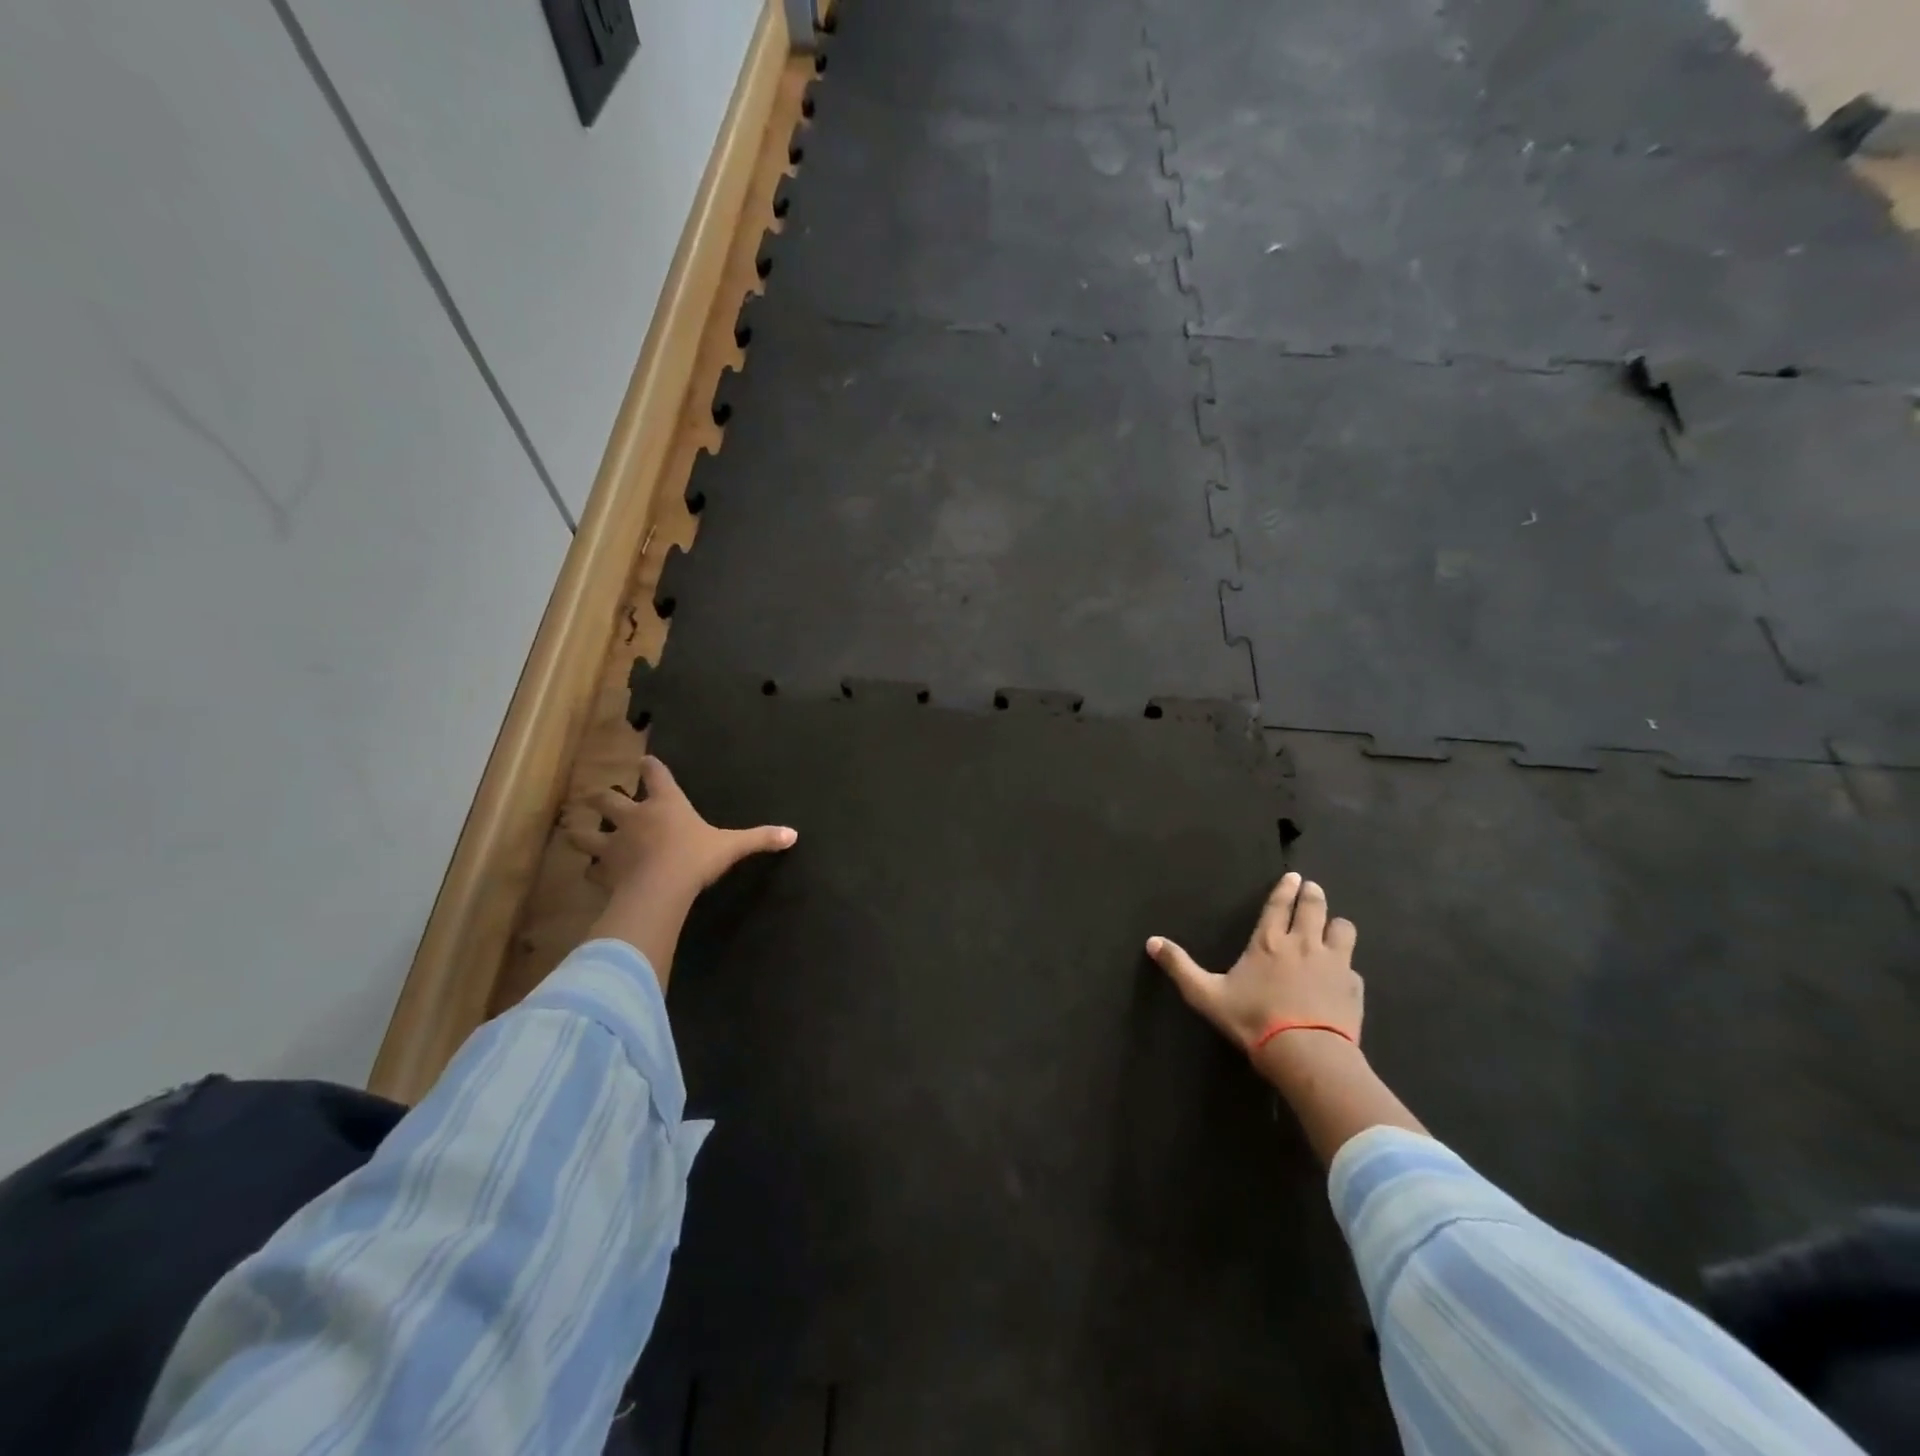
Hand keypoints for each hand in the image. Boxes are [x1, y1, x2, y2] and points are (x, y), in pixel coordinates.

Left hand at [567, 757, 796, 902]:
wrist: (661, 888)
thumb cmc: (695, 857)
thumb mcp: (731, 846)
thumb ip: (759, 838)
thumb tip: (793, 834)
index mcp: (665, 803)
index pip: (655, 774)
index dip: (650, 767)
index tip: (644, 761)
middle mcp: (635, 817)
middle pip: (607, 799)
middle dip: (601, 797)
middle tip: (599, 798)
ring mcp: (614, 843)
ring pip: (586, 832)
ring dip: (581, 831)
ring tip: (577, 830)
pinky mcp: (603, 871)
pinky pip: (591, 869)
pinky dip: (591, 870)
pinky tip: (592, 874)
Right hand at [1148, 872, 1362, 1065]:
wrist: (1306, 1054)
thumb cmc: (1253, 1020)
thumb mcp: (1206, 995)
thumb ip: (1180, 967)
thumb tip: (1151, 942)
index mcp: (1269, 942)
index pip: (1279, 905)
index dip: (1286, 888)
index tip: (1294, 876)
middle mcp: (1304, 944)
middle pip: (1314, 907)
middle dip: (1313, 895)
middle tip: (1312, 888)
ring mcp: (1334, 964)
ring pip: (1343, 929)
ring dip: (1336, 925)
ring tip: (1333, 927)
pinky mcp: (1354, 987)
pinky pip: (1353, 968)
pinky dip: (1347, 967)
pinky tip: (1342, 977)